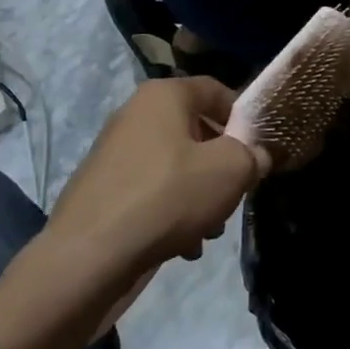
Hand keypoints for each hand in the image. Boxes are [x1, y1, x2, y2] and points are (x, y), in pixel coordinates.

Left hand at [53, 77, 264, 273]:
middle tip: (236, 193)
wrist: (90, 257)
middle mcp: (136, 115)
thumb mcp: (230, 171)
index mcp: (163, 96)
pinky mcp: (104, 190)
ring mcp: (115, 154)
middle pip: (197, 131)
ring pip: (176, 166)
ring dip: (200, 194)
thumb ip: (254, 155)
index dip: (244, 117)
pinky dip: (171, 212)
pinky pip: (151, 192)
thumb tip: (259, 154)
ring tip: (210, 230)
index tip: (260, 149)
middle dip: (222, 164)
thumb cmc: (168, 196)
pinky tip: (184, 245)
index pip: (216, 90)